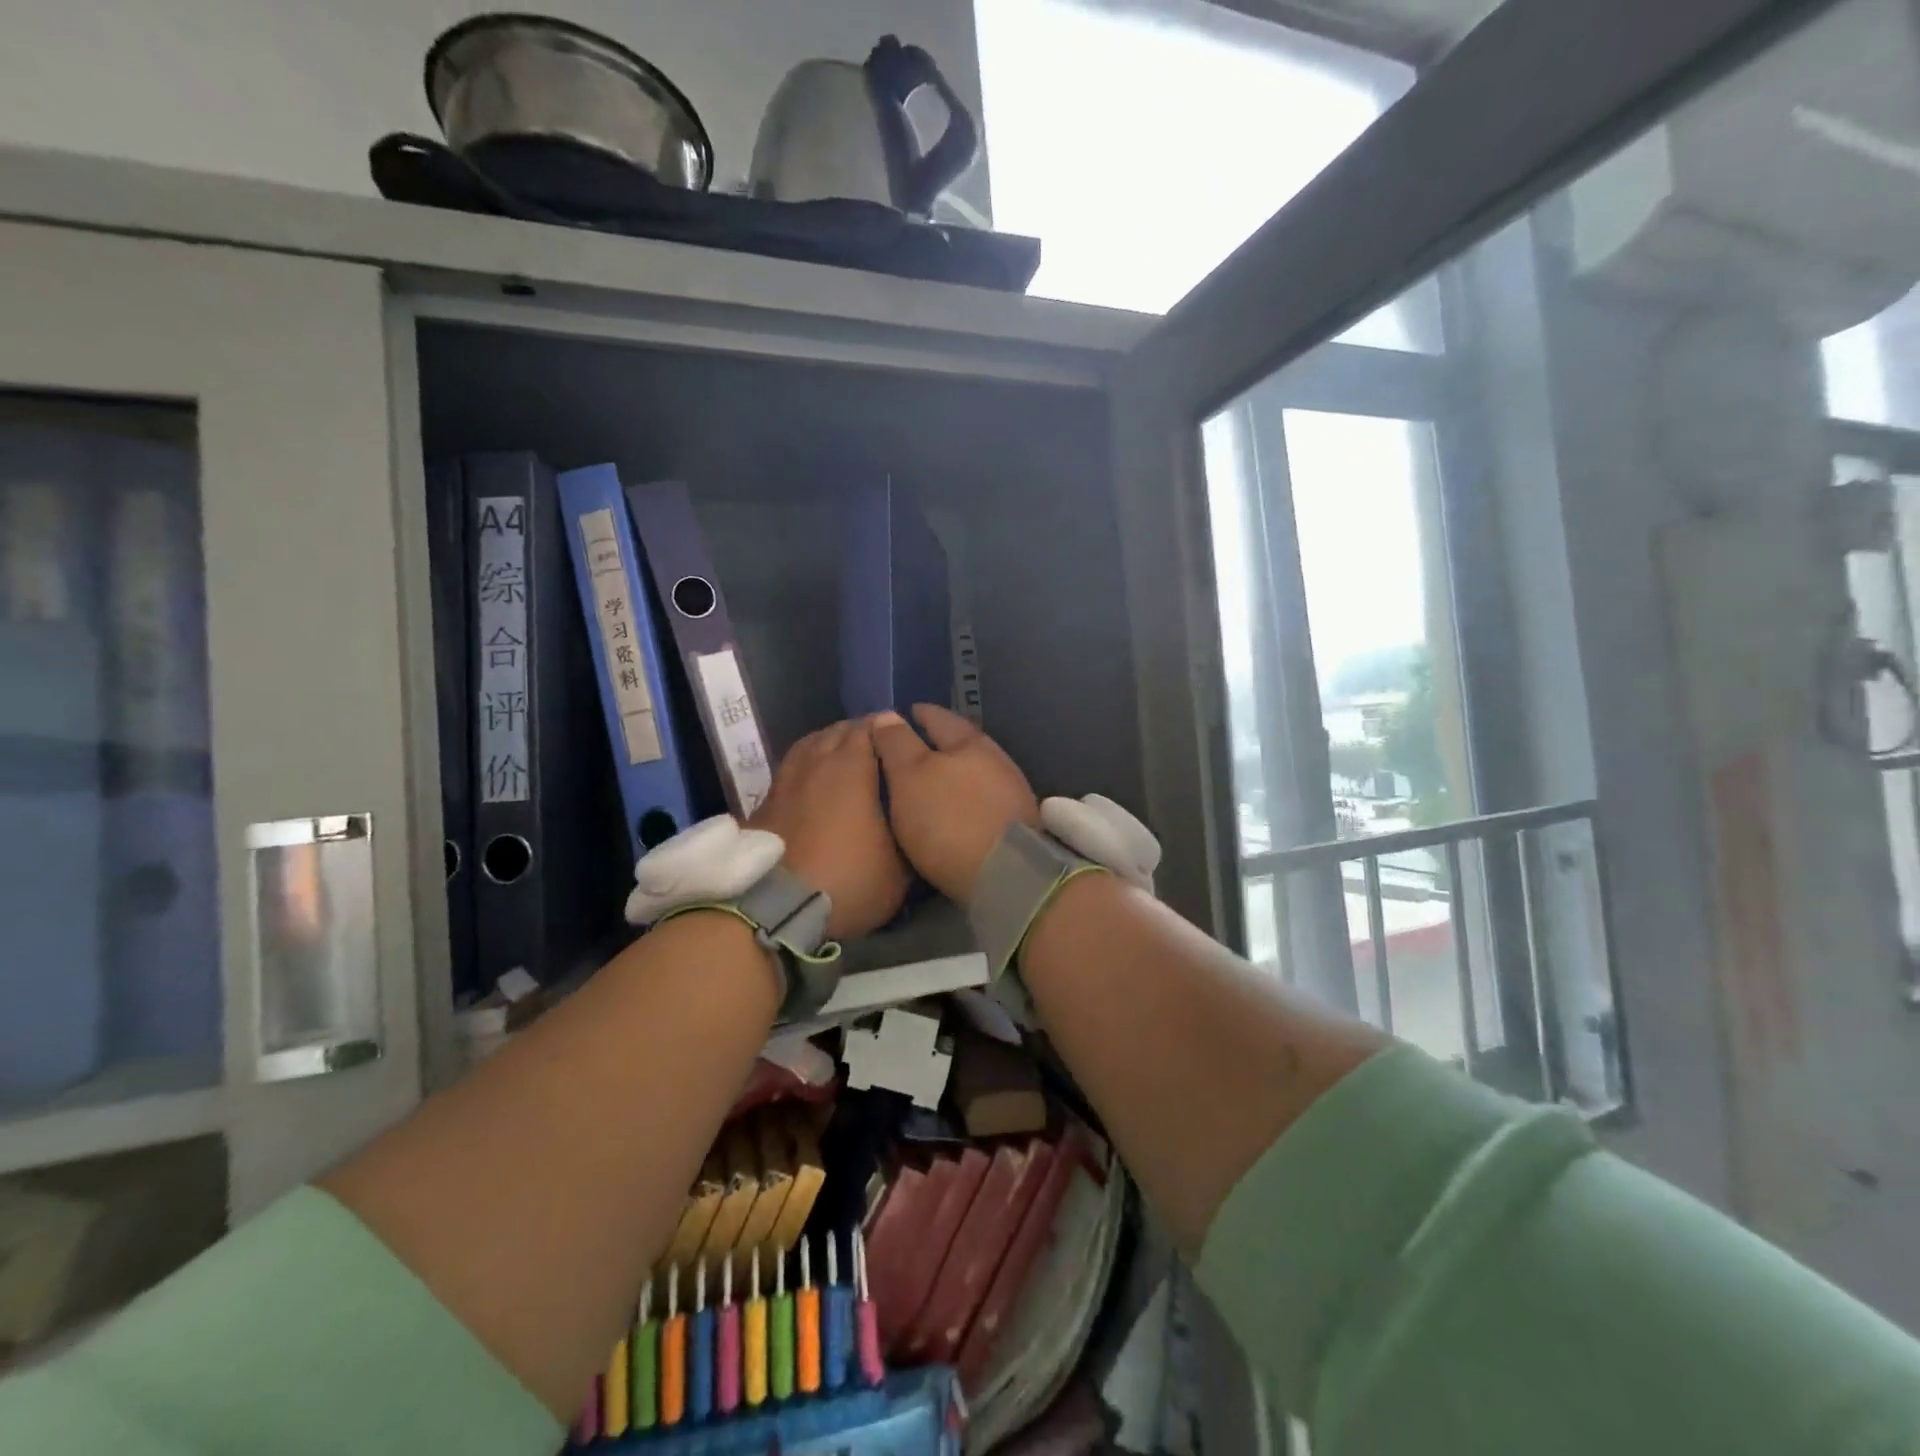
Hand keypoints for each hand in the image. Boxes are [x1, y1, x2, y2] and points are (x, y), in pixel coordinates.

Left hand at [751, 720, 909, 938]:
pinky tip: (812, 788)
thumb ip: (910, 837)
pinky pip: (789, 772)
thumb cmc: (847, 879)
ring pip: (809, 746)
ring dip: (827, 746)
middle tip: (876, 750)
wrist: (775, 908)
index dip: (887, 728)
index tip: (901, 738)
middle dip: (857, 734)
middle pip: (837, 731)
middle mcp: (816, 762)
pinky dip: (805, 772)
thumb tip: (916, 822)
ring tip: (842, 760)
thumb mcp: (899, 870)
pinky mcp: (763, 804)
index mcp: (852, 766)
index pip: (870, 726)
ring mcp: (785, 781)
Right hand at [870, 705, 1039, 903]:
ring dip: (951, 775)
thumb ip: (897, 744)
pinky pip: (981, 801)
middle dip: (935, 745)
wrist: (1007, 875)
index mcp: (970, 742)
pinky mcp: (1016, 825)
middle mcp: (996, 760)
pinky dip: (962, 801)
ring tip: (924, 784)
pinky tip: (950, 812)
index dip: (917, 714)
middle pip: (960, 744)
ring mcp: (1010, 794)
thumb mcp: (910, 776)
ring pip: (973, 773)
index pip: (939, 717)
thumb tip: (887, 715)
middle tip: (907, 750)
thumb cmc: (950, 818)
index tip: (901, 714)